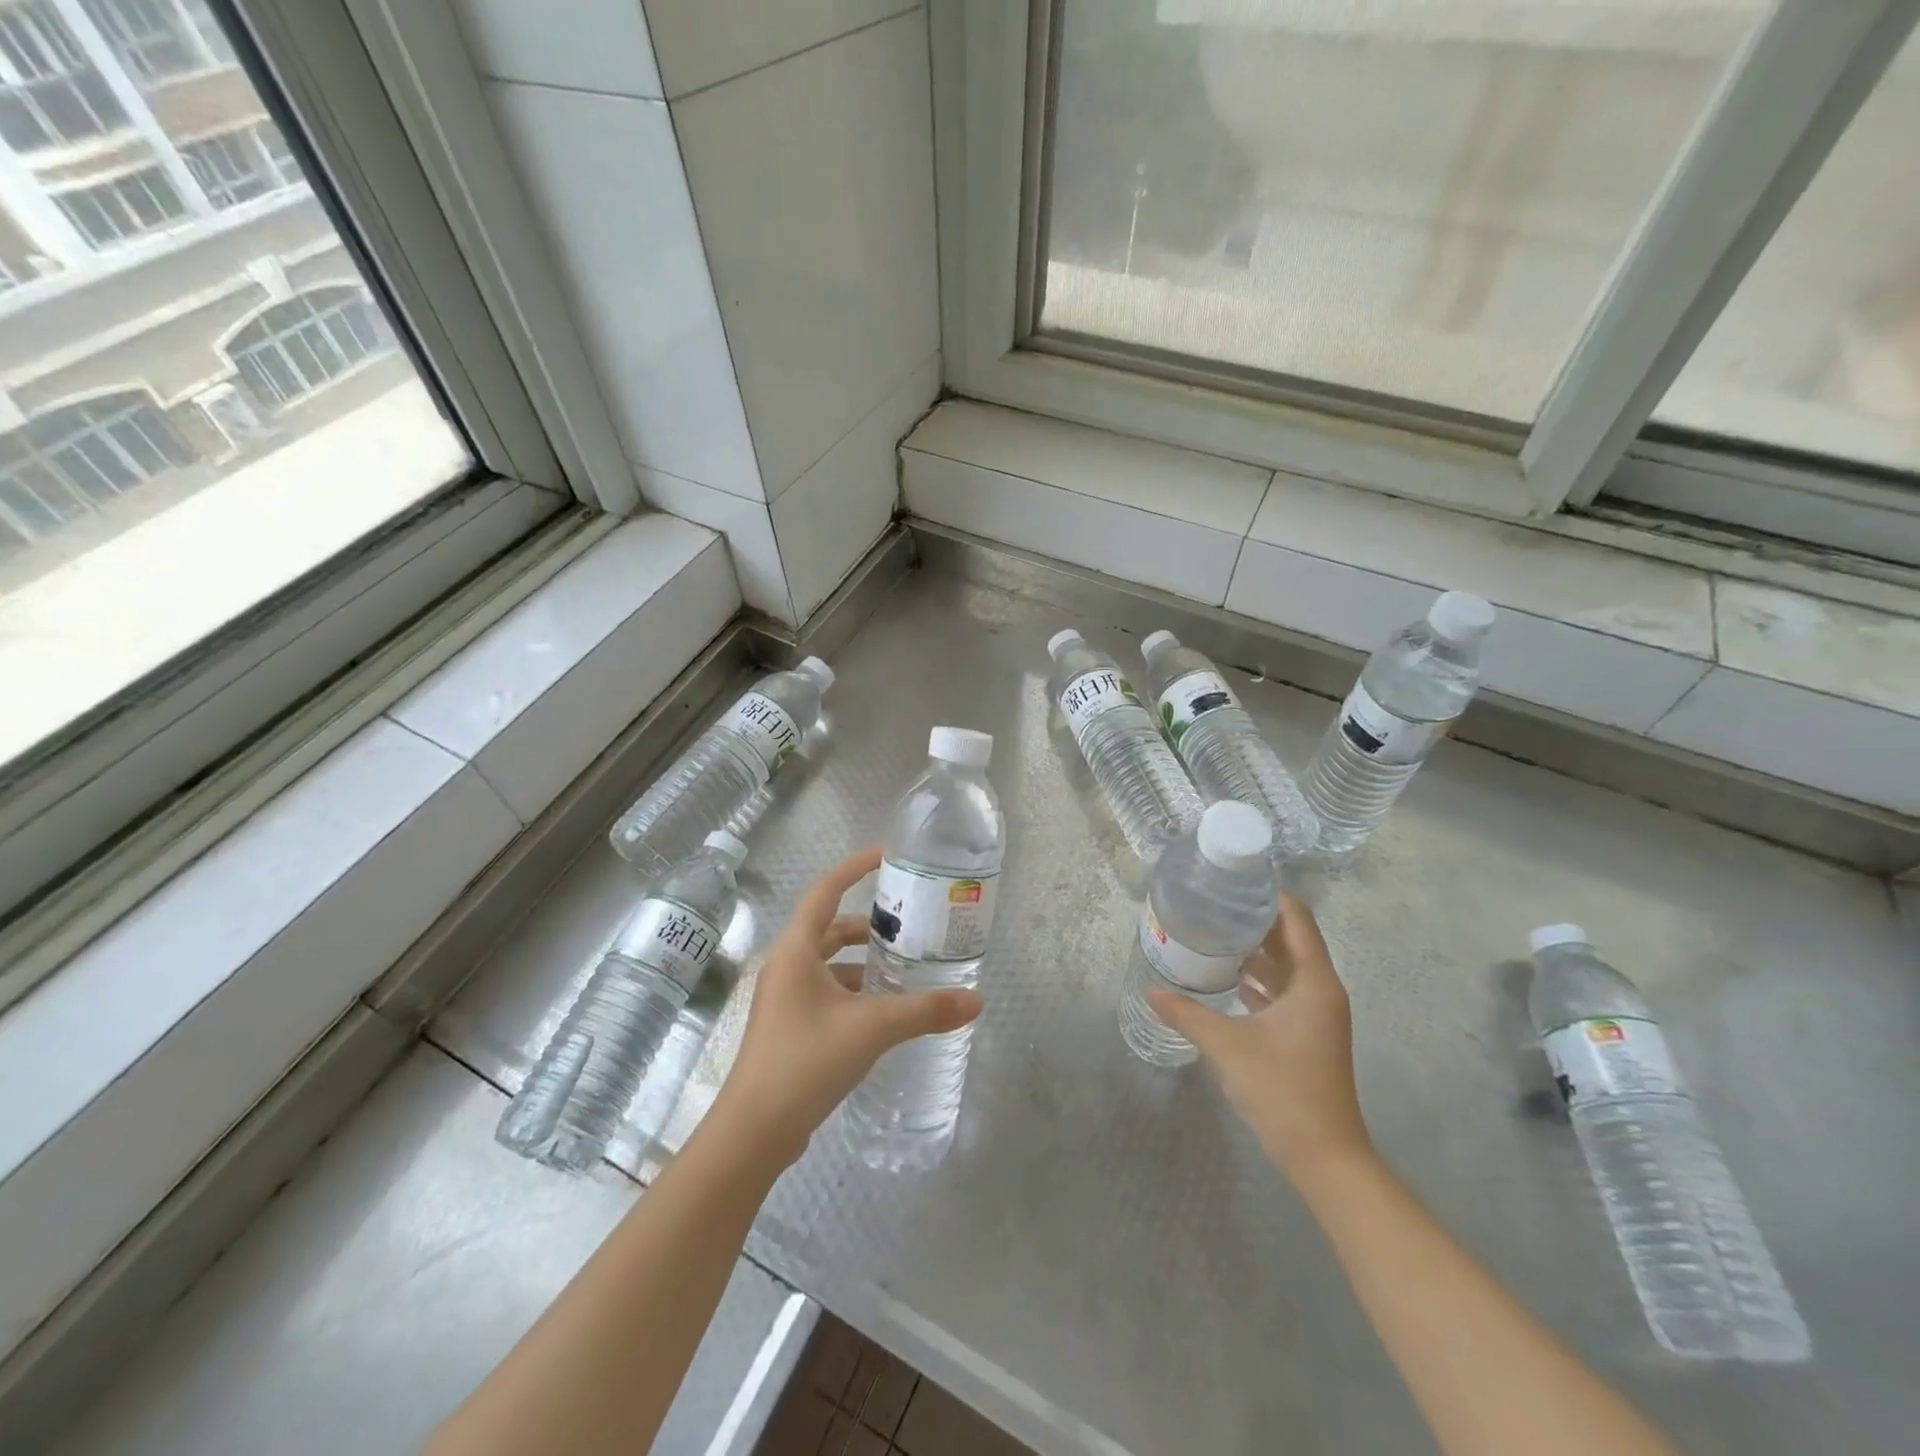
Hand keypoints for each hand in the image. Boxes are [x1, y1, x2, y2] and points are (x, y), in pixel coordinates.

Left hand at [710, 847, 982, 1168]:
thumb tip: (976, 1000)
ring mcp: (785, 999)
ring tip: (904, 967)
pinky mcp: (790, 1028)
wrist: (754, 1132)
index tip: (887, 856)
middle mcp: (787, 966)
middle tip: (908, 923)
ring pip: (829, 964)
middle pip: (829, 928)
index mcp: (796, 950)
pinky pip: (827, 992)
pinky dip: (855, 991)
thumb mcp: (872, 1029)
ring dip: (863, 962)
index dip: (855, 868)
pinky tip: (884, 1010)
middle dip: (867, 924)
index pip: (826, 890)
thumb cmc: (806, 1061)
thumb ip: (925, 1011)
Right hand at [1150, 893, 1371, 1179]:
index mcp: (1314, 982)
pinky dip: (1258, 977)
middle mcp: (1321, 990)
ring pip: (1286, 966)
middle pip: (1291, 938)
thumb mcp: (1227, 1046)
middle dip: (1254, 918)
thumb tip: (1151, 992)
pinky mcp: (1306, 1034)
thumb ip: (1188, 1014)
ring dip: (1255, 948)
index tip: (1234, 877)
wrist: (1325, 1157)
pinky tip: (1226, 975)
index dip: (1270, 894)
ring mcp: (1316, 1014)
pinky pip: (1282, 990)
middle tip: (1212, 900)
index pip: (1296, 918)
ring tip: (1212, 929)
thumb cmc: (1283, 1090)